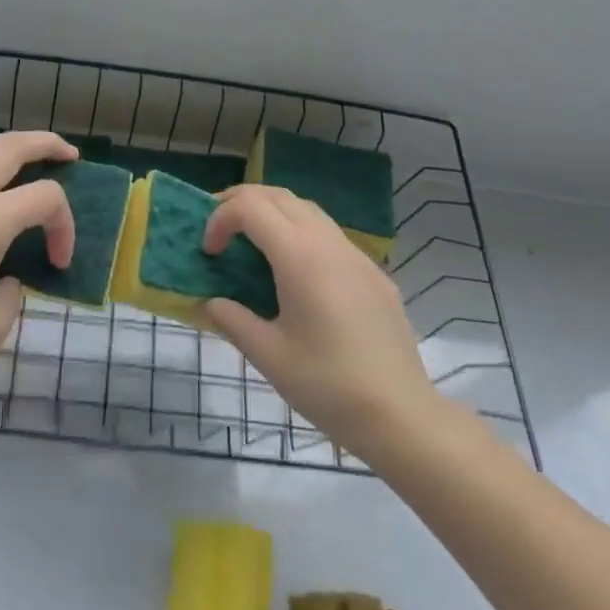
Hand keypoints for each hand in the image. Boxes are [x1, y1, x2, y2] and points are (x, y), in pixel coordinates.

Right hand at [202, 186, 440, 459]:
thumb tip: (208, 302)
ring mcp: (356, 255)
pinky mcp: (373, 273)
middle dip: (242, 201)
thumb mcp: (268, 356)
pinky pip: (329, 234)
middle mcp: (328, 243)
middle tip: (217, 226)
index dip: (220, 218)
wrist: (401, 414)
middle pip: (278, 196)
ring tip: (250, 242)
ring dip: (272, 213)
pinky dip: (300, 233)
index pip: (250, 208)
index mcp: (300, 256)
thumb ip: (232, 320)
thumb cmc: (328, 385)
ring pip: (307, 209)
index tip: (209, 252)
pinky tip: (295, 272)